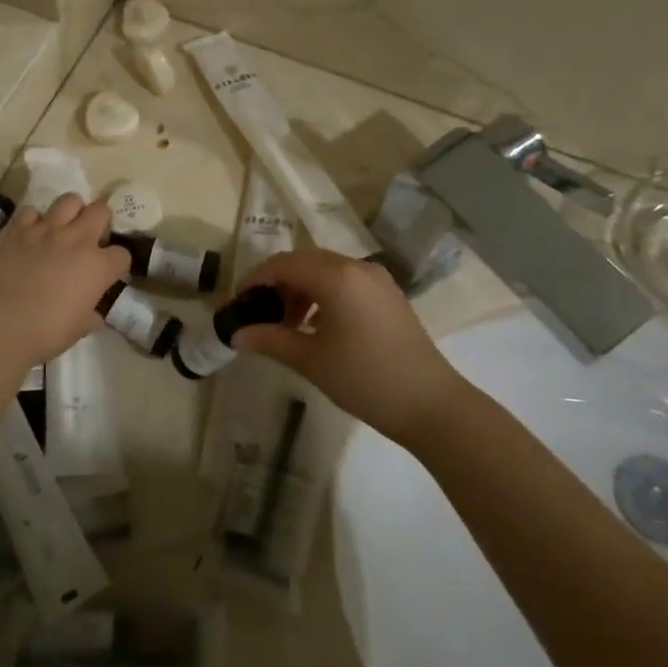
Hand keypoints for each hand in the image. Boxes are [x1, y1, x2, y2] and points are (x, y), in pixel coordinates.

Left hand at [0, 195, 130, 377]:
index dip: (116, 265)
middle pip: (101, 211)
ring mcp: (46, 229)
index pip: (122, 254)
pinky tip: (30, 236)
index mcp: (97, 266)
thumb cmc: (44, 333)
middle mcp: (77, 239)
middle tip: (89, 241)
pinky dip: (33, 221)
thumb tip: (95, 314)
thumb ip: (90, 316)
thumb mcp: (77, 331)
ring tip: (63, 230)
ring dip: (71, 213)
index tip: (108, 275)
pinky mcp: (17, 228)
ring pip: (70, 200)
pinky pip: (31, 211)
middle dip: (100, 223)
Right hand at [231, 250, 461, 448]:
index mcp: (336, 277)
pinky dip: (323, 294)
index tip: (237, 301)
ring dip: (300, 288)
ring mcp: (376, 279)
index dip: (256, 278)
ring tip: (286, 323)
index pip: (283, 264)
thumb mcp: (311, 361)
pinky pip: (345, 281)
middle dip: (277, 282)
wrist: (431, 404)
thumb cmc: (365, 379)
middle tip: (258, 311)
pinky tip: (316, 325)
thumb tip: (236, 334)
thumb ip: (270, 340)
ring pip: (326, 270)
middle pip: (304, 261)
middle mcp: (357, 267)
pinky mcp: (388, 295)